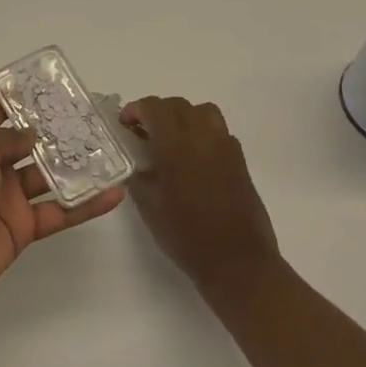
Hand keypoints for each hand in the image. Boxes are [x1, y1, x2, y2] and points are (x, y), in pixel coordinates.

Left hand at [0, 94, 124, 311]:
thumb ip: (6, 137)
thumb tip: (33, 135)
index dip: (23, 98)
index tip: (55, 88)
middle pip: (28, 140)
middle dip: (56, 129)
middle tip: (91, 117)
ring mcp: (7, 195)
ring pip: (48, 174)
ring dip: (76, 165)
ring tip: (109, 150)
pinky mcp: (23, 225)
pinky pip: (58, 210)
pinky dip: (84, 204)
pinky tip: (113, 194)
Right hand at [120, 97, 279, 295]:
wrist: (237, 261)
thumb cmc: (186, 235)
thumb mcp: (149, 206)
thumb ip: (138, 175)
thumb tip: (133, 159)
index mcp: (176, 144)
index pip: (153, 107)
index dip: (136, 110)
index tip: (125, 125)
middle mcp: (202, 136)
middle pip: (177, 105)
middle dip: (157, 112)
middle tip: (144, 133)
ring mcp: (225, 146)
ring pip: (202, 111)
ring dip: (183, 117)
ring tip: (172, 140)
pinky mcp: (240, 160)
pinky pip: (219, 131)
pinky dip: (202, 133)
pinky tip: (195, 159)